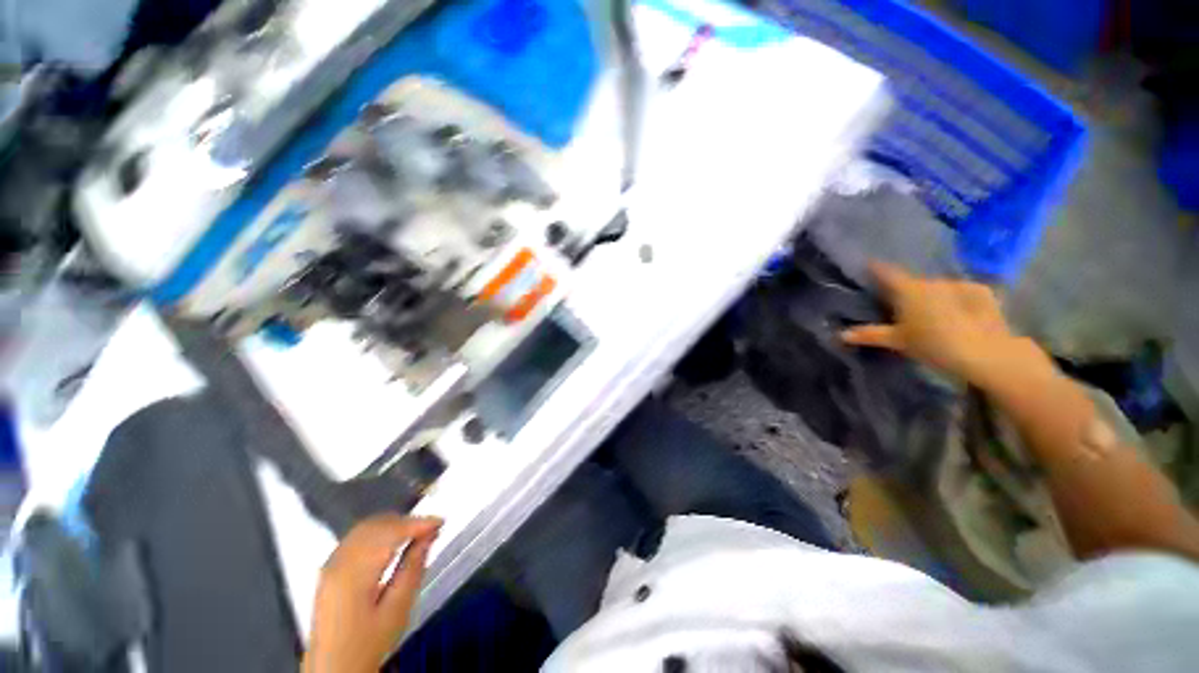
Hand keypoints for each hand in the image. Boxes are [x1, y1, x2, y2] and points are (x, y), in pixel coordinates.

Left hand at [303, 515, 441, 672]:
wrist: (332, 667)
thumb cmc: (369, 642)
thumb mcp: (397, 610)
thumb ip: (412, 569)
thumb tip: (429, 537)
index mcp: (355, 573)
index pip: (390, 533)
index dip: (418, 523)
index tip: (441, 522)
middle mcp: (339, 562)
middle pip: (376, 525)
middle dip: (407, 521)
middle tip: (432, 527)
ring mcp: (331, 563)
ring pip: (366, 527)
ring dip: (394, 524)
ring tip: (417, 532)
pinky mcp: (329, 568)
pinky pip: (357, 536)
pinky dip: (379, 530)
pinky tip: (394, 539)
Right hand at [841, 262, 1049, 384]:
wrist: (987, 353)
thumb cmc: (933, 344)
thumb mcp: (898, 341)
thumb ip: (870, 334)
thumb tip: (841, 334)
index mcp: (908, 289)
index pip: (886, 272)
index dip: (875, 268)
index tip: (867, 265)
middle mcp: (932, 280)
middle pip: (913, 282)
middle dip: (906, 290)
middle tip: (902, 305)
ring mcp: (959, 284)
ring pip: (938, 287)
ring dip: (932, 295)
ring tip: (932, 312)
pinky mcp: (982, 291)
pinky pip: (960, 291)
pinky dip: (955, 298)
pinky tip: (958, 312)